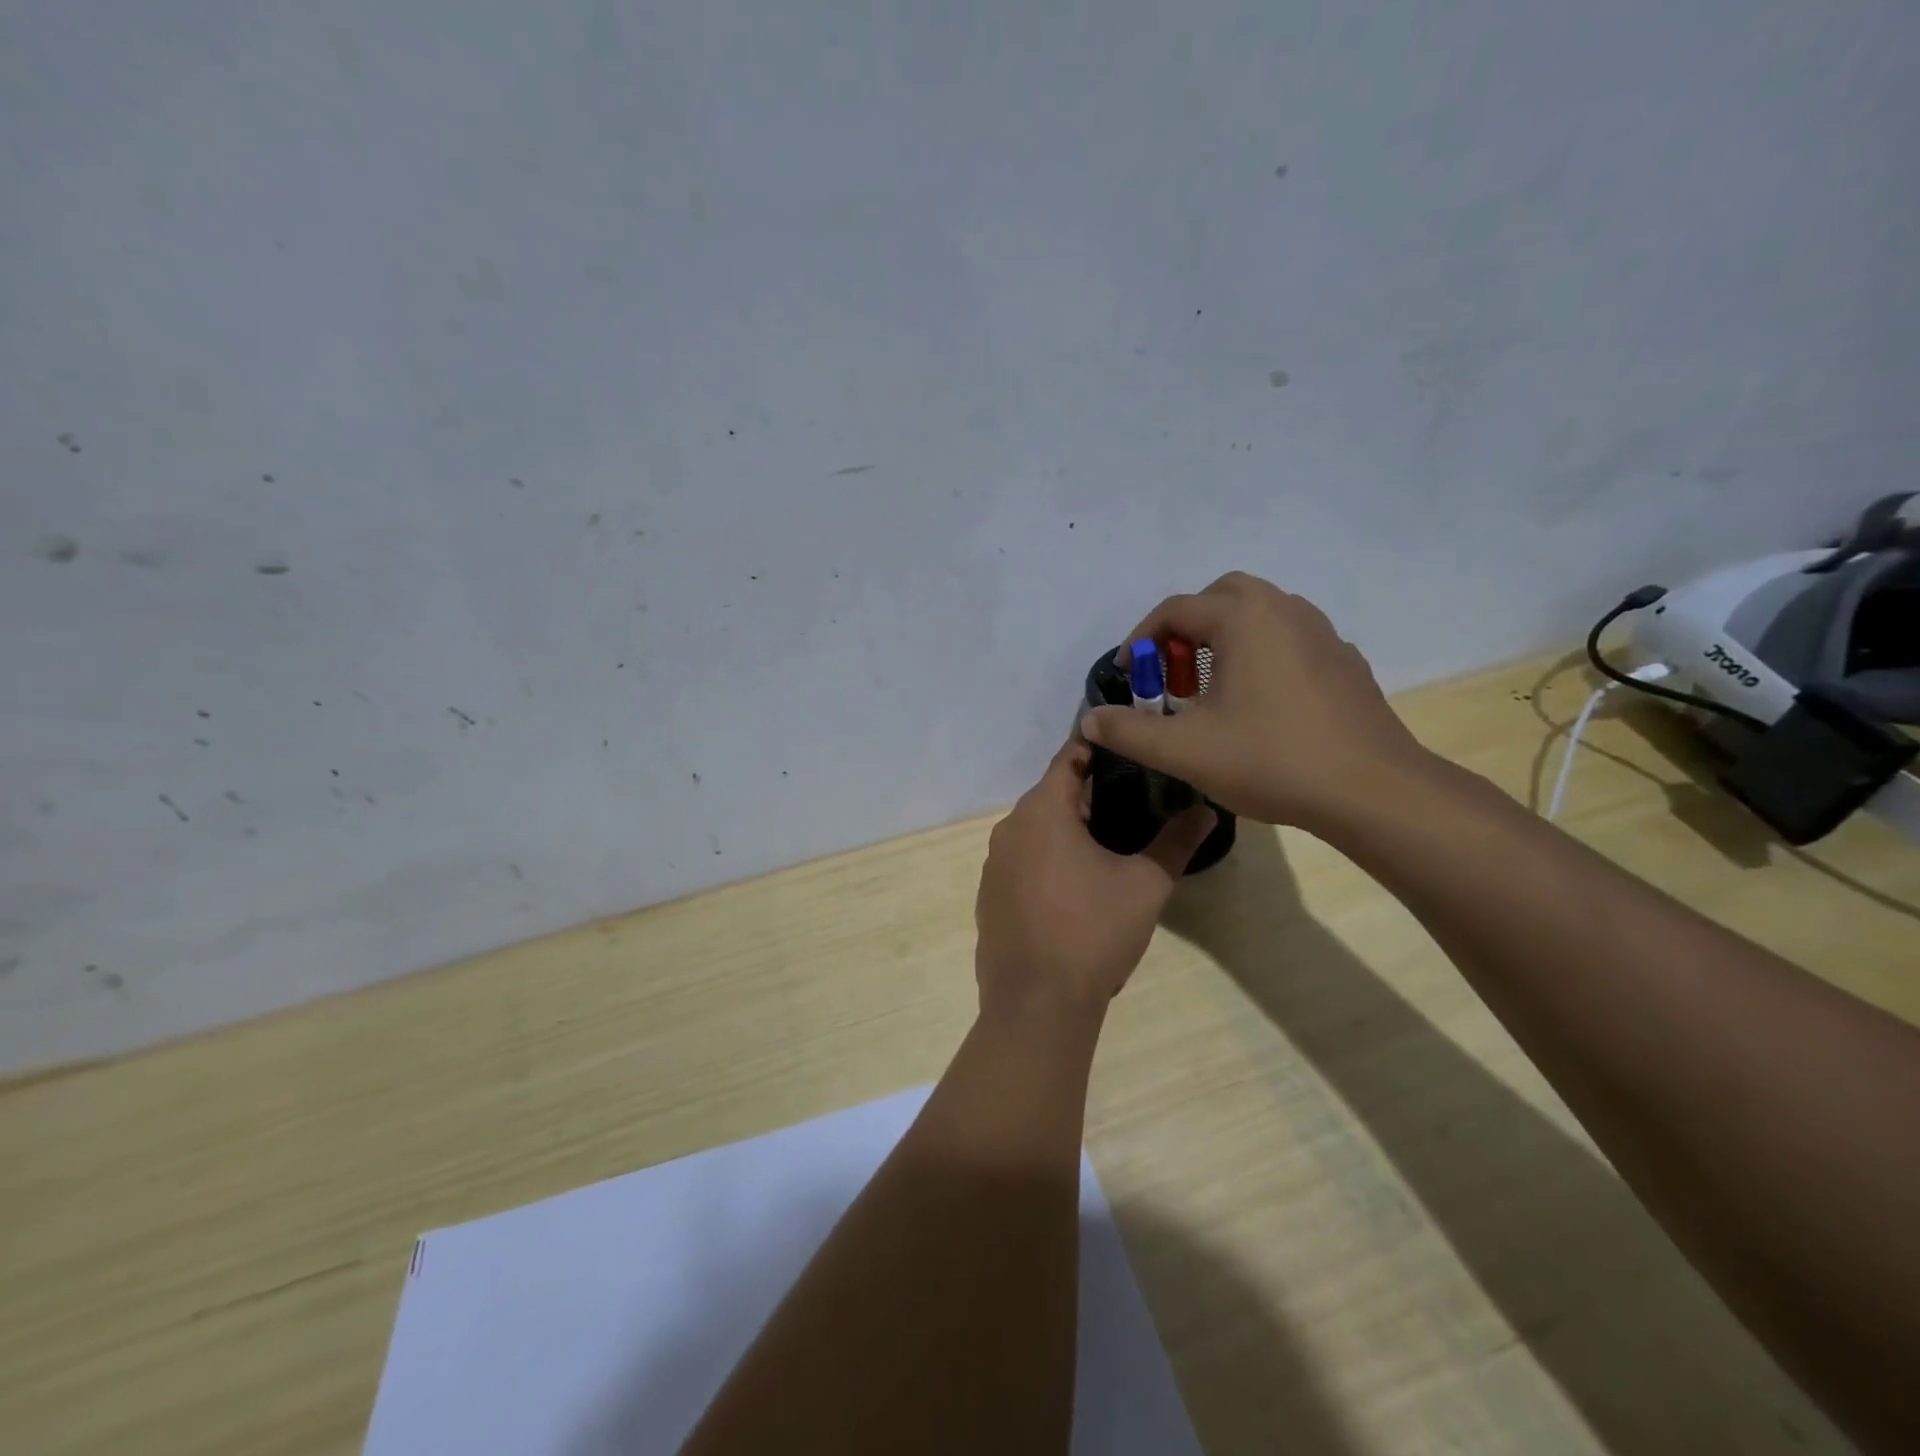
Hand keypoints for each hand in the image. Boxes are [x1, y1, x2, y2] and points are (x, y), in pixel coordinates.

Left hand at [975, 737, 1216, 1026]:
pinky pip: (1022, 861)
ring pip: (1036, 830)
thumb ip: (1176, 843)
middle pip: (1052, 794)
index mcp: (1042, 811)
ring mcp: (994, 864)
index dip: (1099, 749)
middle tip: (1135, 802)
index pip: (1069, 758)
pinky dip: (1047, 860)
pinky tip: (1075, 887)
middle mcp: (1009, 828)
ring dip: (1068, 830)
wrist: (1036, 1004)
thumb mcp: (1145, 885)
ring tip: (1111, 844)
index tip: (1130, 749)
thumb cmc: (1092, 932)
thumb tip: (1207, 811)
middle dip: (1089, 795)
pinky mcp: (989, 896)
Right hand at [1080, 571, 1425, 830]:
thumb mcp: (1183, 750)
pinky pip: (1289, 640)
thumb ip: (1129, 731)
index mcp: (1243, 618)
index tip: (1128, 675)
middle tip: (1172, 675)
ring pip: (1259, 615)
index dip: (1141, 641)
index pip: (1175, 610)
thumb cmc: (1271, 759)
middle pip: (1220, 598)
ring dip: (1224, 640)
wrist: (1371, 790)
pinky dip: (1260, 655)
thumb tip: (1091, 719)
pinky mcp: (1344, 661)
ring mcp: (1321, 633)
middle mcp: (1284, 609)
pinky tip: (1259, 704)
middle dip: (1186, 630)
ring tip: (1211, 690)